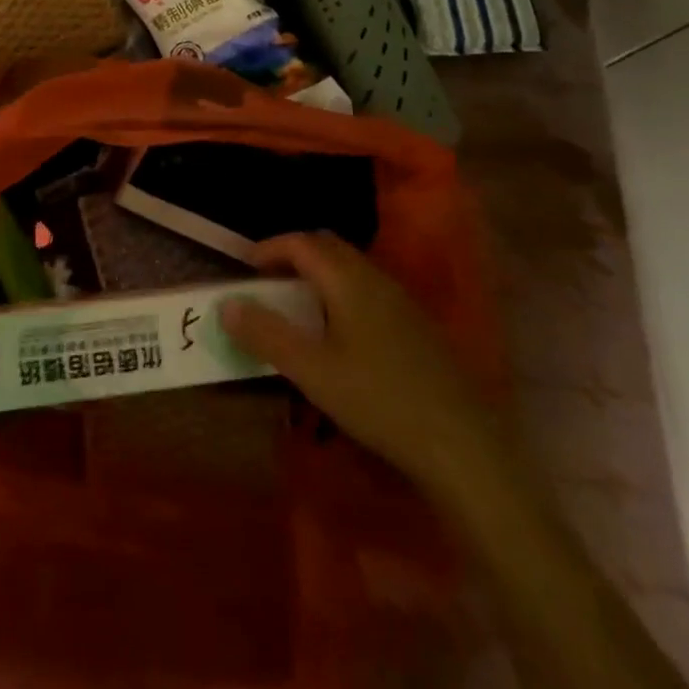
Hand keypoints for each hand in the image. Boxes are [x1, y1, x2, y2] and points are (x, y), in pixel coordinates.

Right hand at [221, 231, 500, 495]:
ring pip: (352, 268)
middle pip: (329, 247)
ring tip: (299, 305)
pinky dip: (343, 293)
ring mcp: (402, 301)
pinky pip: (370, 290)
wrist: (463, 445)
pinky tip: (341, 333)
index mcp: (348, 280)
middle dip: (294, 255)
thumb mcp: (311, 371)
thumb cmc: (379, 401)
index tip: (246, 266)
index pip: (301, 243)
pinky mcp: (418, 326)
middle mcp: (376, 279)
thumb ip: (266, 334)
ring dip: (320, 274)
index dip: (270, 248)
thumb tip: (226, 304)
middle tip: (269, 280)